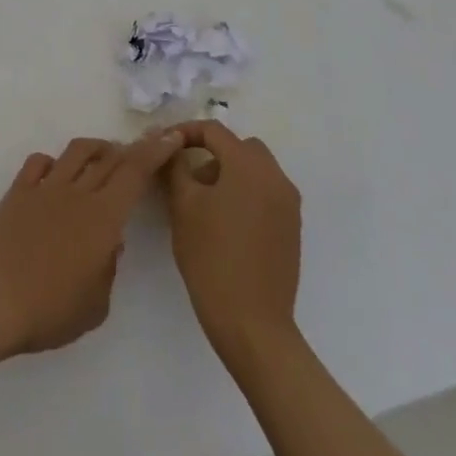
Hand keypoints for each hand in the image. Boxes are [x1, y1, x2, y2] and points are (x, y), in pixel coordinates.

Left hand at [0, 132, 182, 355]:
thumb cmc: (49, 310)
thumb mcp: (95, 305)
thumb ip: (108, 270)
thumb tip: (109, 243)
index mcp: (103, 218)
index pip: (135, 173)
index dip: (155, 152)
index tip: (170, 137)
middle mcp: (77, 193)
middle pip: (109, 158)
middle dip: (131, 150)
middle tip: (141, 151)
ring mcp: (45, 188)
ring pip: (77, 152)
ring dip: (96, 148)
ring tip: (104, 156)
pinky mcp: (18, 191)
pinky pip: (40, 162)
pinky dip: (54, 162)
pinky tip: (56, 174)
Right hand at [164, 122, 301, 358]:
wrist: (252, 324)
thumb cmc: (212, 258)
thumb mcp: (183, 207)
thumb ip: (176, 167)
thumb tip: (170, 147)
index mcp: (249, 165)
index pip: (214, 131)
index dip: (185, 132)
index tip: (164, 145)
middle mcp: (275, 177)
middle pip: (240, 147)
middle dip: (212, 152)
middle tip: (186, 174)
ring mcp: (288, 204)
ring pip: (255, 170)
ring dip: (229, 173)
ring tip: (203, 202)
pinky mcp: (292, 228)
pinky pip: (266, 194)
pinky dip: (245, 194)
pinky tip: (225, 223)